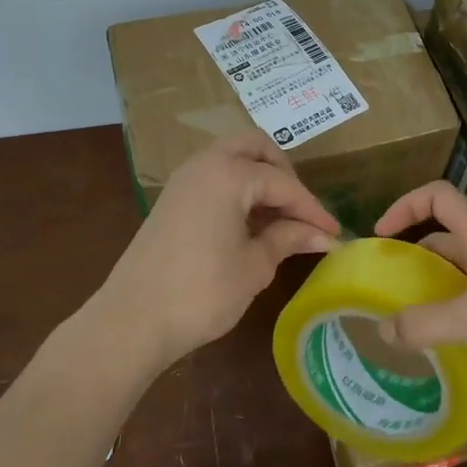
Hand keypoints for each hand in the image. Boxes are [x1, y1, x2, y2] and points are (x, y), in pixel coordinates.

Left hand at [96, 131, 340, 367]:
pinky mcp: (172, 200)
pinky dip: (238, 190)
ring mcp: (183, 180)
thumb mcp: (254, 266)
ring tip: (281, 220)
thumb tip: (323, 236)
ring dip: (259, 179)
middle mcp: (204, 164)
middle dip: (284, 172)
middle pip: (254, 147)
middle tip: (301, 210)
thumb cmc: (202, 292)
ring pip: (231, 159)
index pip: (283, 182)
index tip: (334, 232)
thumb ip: (289, 239)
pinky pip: (214, 178)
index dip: (312, 208)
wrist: (132, 320)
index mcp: (228, 173)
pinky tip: (252, 225)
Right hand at [372, 180, 466, 396]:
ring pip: (459, 278)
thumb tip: (382, 329)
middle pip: (445, 240)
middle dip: (413, 257)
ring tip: (402, 318)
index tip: (381, 234)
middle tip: (385, 287)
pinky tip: (438, 344)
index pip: (440, 197)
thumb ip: (424, 323)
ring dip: (431, 291)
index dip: (407, 205)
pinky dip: (452, 318)